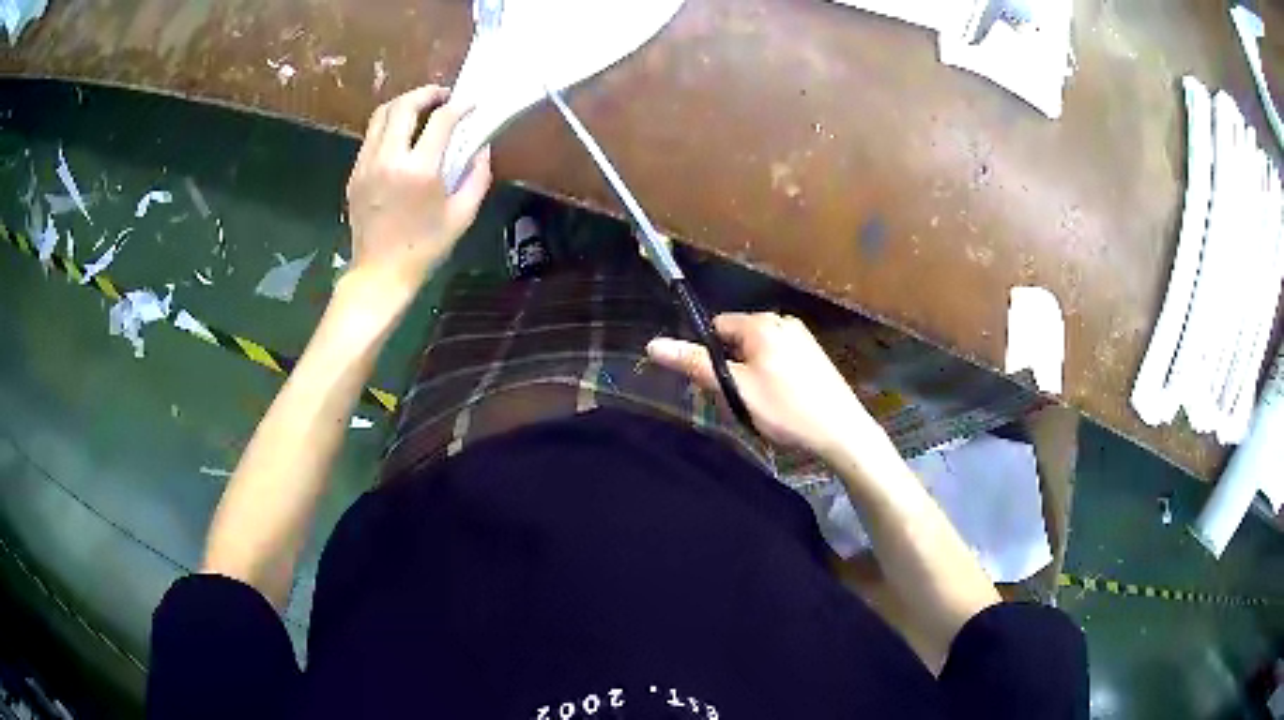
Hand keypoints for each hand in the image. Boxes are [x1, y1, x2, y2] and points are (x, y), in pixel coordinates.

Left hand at [343, 85, 492, 307]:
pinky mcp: (355, 173)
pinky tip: (403, 135)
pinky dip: (389, 125)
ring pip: (381, 115)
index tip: (471, 105)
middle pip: (403, 106)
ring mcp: (366, 165)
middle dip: (426, 93)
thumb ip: (477, 177)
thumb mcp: (462, 215)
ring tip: (421, 108)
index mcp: (419, 171)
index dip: (459, 107)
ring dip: (404, 104)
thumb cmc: (424, 248)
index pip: (440, 120)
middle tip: (443, 96)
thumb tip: (481, 148)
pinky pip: (371, 136)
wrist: (380, 273)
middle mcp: (389, 160)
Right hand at [647, 313, 882, 458]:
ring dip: (751, 375)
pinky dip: (772, 378)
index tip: (716, 385)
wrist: (841, 431)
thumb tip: (653, 344)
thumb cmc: (786, 409)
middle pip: (738, 339)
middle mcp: (782, 321)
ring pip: (758, 352)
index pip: (717, 327)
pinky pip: (779, 359)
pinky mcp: (814, 355)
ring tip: (763, 406)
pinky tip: (782, 403)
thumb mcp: (736, 389)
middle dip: (732, 367)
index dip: (710, 356)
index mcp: (762, 324)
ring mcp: (802, 337)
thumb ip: (696, 364)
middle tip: (741, 401)